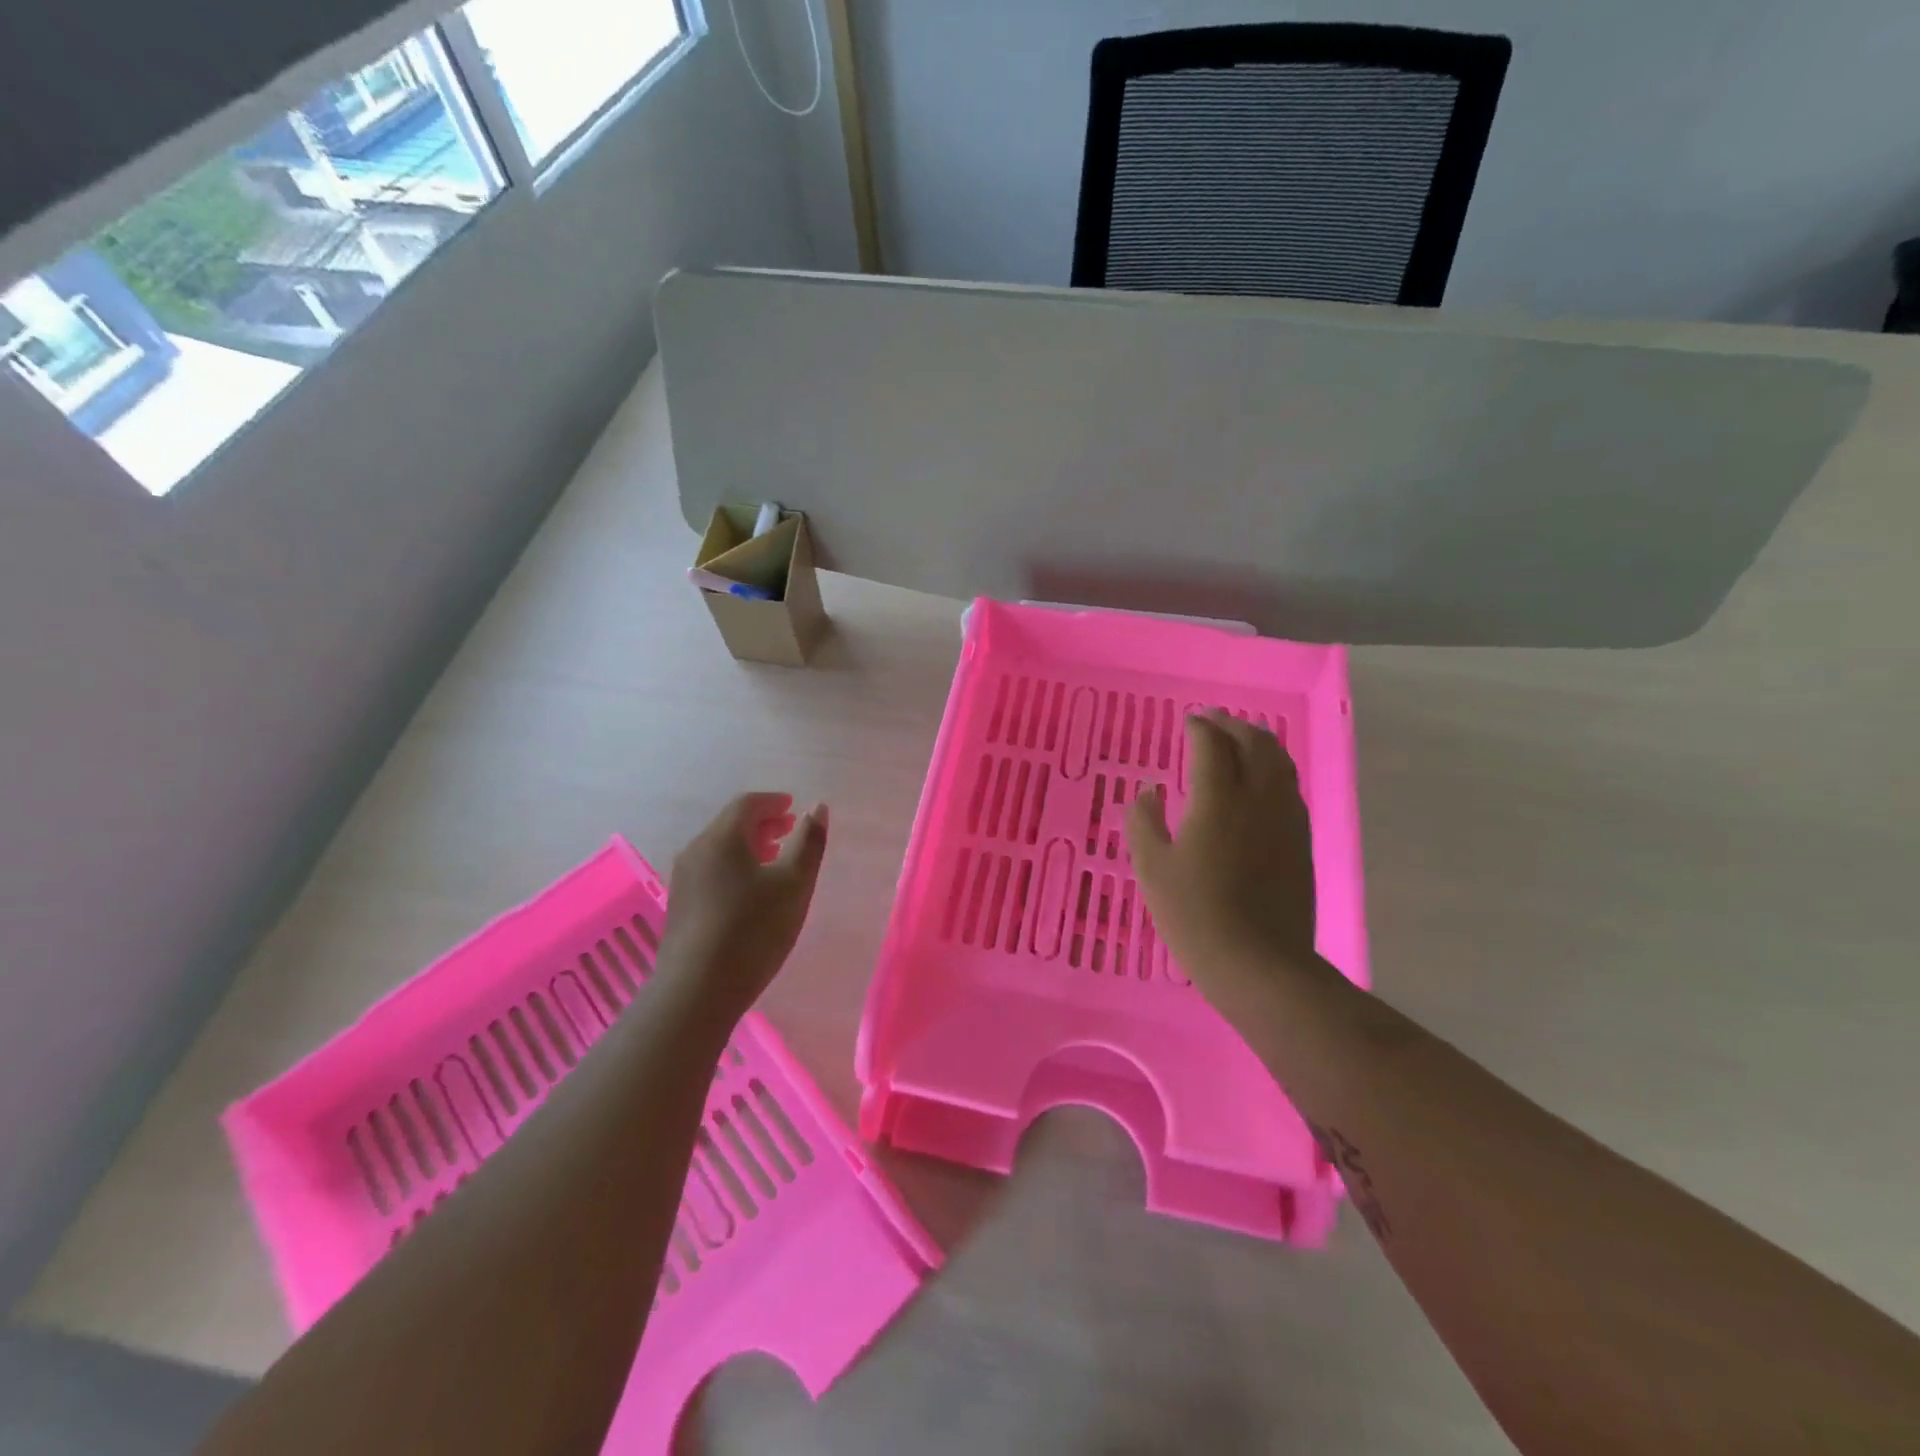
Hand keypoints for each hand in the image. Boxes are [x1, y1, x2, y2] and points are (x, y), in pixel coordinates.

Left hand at [656, 793, 827, 1022]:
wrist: (695, 992)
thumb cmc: (752, 931)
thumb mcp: (794, 884)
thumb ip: (809, 843)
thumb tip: (817, 808)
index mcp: (722, 838)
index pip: (747, 804)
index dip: (774, 802)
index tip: (794, 807)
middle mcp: (696, 850)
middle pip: (731, 824)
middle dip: (763, 822)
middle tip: (790, 830)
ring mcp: (684, 879)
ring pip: (720, 848)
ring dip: (749, 845)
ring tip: (775, 859)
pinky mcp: (681, 905)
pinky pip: (712, 869)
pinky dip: (735, 865)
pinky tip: (751, 890)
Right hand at [1126, 710, 1316, 999]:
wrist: (1258, 962)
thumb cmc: (1194, 913)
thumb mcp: (1151, 868)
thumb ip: (1143, 821)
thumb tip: (1148, 792)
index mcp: (1217, 799)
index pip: (1212, 745)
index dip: (1199, 727)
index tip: (1188, 721)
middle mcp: (1258, 798)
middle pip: (1253, 743)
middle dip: (1232, 725)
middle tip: (1213, 720)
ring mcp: (1286, 819)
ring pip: (1279, 762)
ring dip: (1258, 742)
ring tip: (1241, 739)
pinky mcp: (1300, 840)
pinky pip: (1290, 787)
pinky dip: (1274, 768)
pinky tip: (1262, 780)